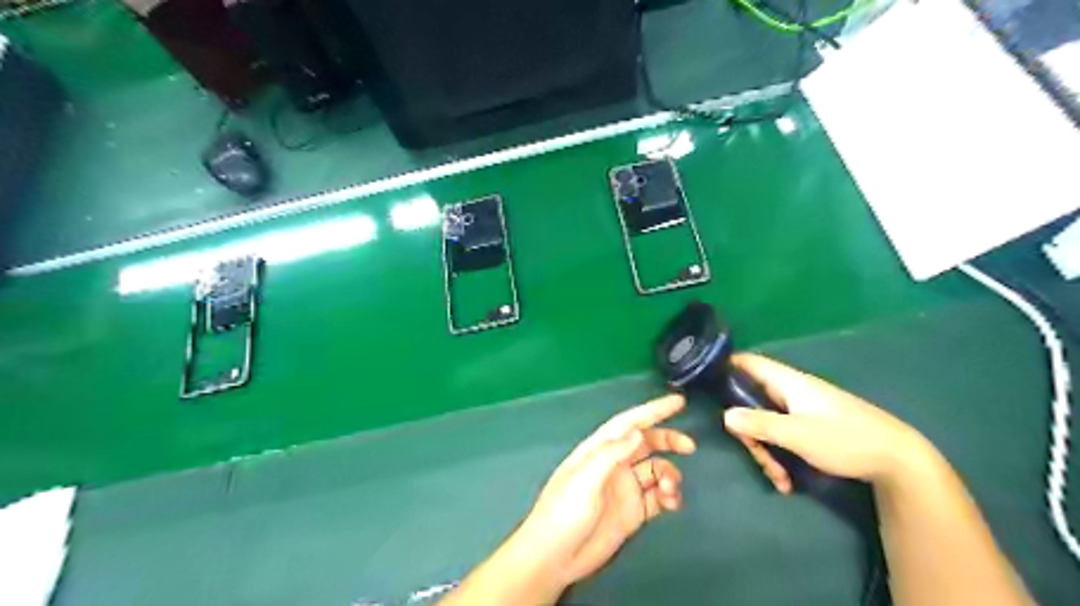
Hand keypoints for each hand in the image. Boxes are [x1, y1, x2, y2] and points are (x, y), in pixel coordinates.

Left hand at [442, 393, 696, 604]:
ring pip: (656, 470)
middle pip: (647, 443)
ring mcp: (625, 488)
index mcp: (599, 449)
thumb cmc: (564, 511)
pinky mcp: (633, 512)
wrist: (555, 557)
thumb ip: (611, 454)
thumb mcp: (585, 478)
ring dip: (669, 474)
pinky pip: (658, 497)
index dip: (653, 410)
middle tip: (689, 447)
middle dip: (668, 441)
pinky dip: (669, 496)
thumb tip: (637, 432)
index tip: (678, 402)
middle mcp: (614, 464)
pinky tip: (671, 503)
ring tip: (669, 489)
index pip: (629, 423)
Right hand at [720, 354, 923, 492]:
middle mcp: (791, 391)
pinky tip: (789, 480)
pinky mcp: (811, 426)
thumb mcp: (798, 435)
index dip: (725, 366)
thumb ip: (760, 424)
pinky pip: (783, 434)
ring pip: (767, 422)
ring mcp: (801, 409)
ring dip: (766, 450)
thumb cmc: (846, 439)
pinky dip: (781, 455)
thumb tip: (724, 415)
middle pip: (752, 400)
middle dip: (749, 430)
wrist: (898, 460)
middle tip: (756, 456)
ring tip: (780, 479)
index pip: (748, 362)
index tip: (705, 383)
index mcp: (788, 382)